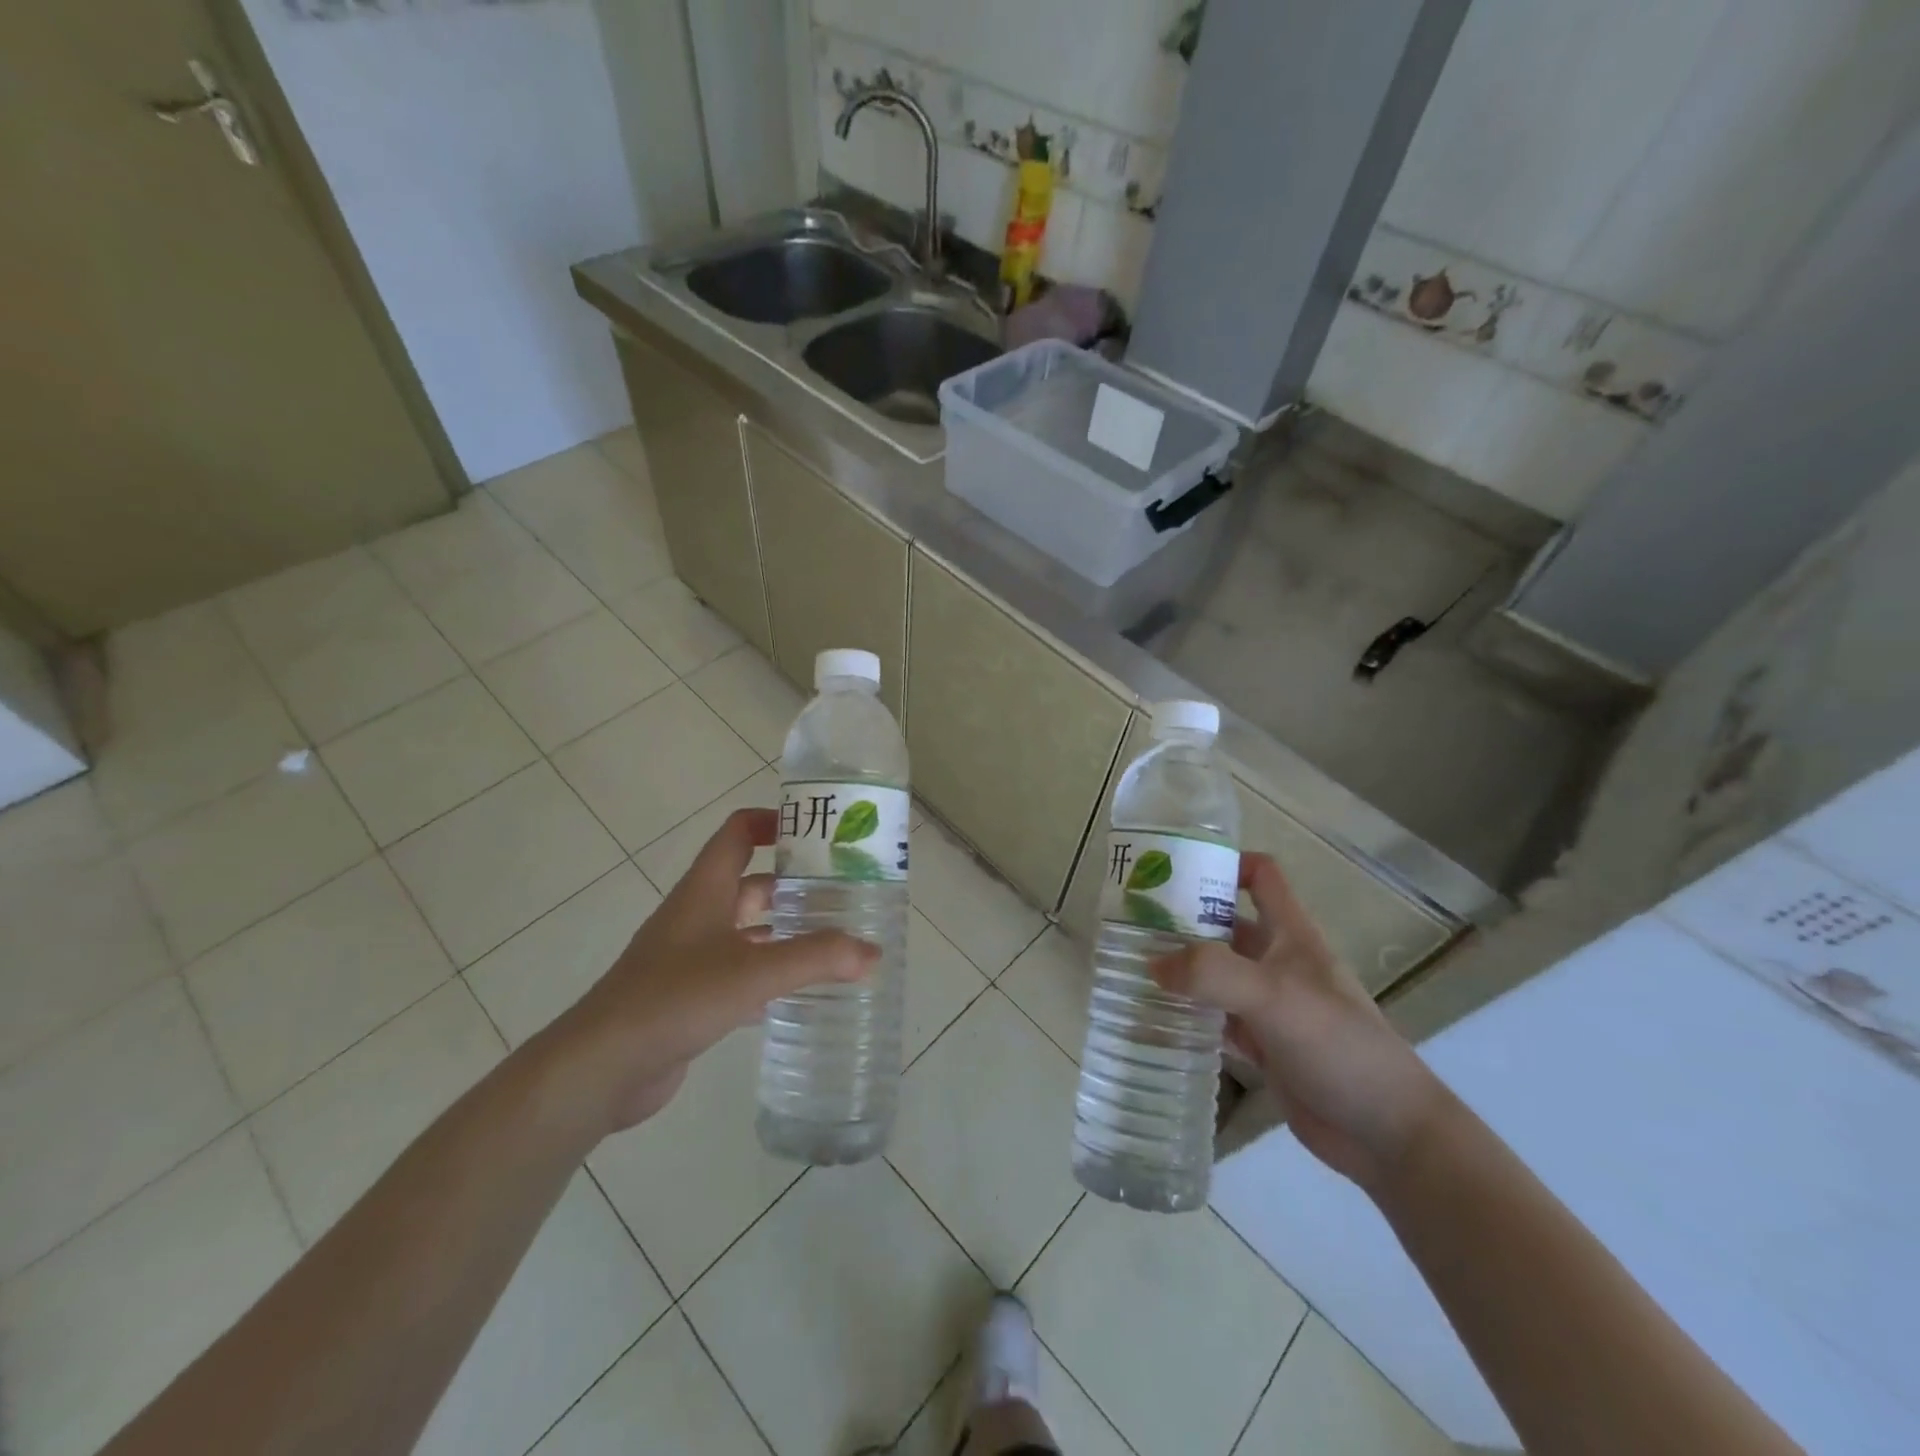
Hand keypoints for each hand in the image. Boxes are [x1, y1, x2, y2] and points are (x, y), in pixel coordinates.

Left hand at [552, 808, 877, 1133]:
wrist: (602, 1066)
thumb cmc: (675, 997)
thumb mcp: (754, 971)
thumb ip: (816, 958)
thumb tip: (873, 952)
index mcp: (706, 889)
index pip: (739, 831)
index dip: (775, 821)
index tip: (820, 832)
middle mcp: (698, 914)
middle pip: (751, 882)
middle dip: (795, 884)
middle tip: (845, 893)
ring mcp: (691, 956)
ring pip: (748, 930)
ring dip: (786, 931)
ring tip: (834, 940)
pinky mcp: (690, 995)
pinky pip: (740, 972)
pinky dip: (770, 974)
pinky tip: (802, 992)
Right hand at [1150, 853, 1447, 1190]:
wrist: (1386, 1132)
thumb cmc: (1338, 1046)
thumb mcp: (1274, 997)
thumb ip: (1212, 974)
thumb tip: (1152, 965)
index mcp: (1292, 934)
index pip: (1261, 876)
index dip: (1225, 863)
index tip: (1175, 868)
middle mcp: (1278, 962)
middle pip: (1226, 924)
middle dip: (1184, 919)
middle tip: (1130, 922)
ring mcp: (1270, 1005)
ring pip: (1217, 972)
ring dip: (1182, 968)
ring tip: (1130, 964)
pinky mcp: (1263, 1045)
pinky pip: (1216, 1018)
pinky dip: (1189, 1014)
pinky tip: (1156, 1016)